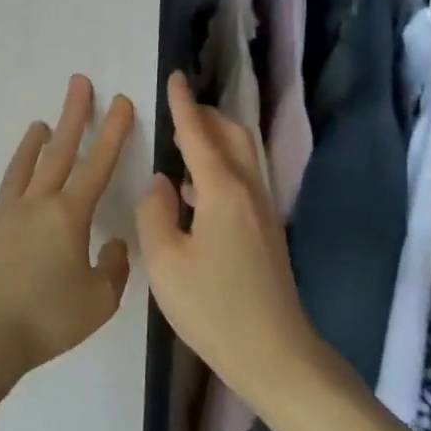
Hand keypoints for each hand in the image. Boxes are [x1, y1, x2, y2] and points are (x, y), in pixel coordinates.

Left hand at [0, 75, 135, 380]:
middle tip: (79, 83)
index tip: (121, 101)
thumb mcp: (99, 301)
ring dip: (33, 143)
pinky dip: (9, 196)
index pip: (98, 164)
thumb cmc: (48, 319)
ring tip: (40, 124)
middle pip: (58, 150)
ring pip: (22, 169)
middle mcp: (36, 204)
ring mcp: (3, 215)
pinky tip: (9, 200)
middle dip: (73, 115)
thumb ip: (114, 268)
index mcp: (68, 215)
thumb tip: (113, 245)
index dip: (113, 131)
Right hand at [136, 71, 321, 406]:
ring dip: (215, 139)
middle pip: (232, 135)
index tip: (174, 77)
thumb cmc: (213, 308)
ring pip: (241, 156)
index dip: (183, 104)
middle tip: (178, 109)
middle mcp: (248, 190)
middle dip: (206, 115)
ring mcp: (262, 210)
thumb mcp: (165, 262)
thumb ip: (155, 213)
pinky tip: (195, 191)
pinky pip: (243, 179)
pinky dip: (220, 166)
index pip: (199, 134)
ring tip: (183, 142)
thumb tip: (161, 182)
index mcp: (222, 191)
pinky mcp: (266, 230)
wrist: (275, 353)